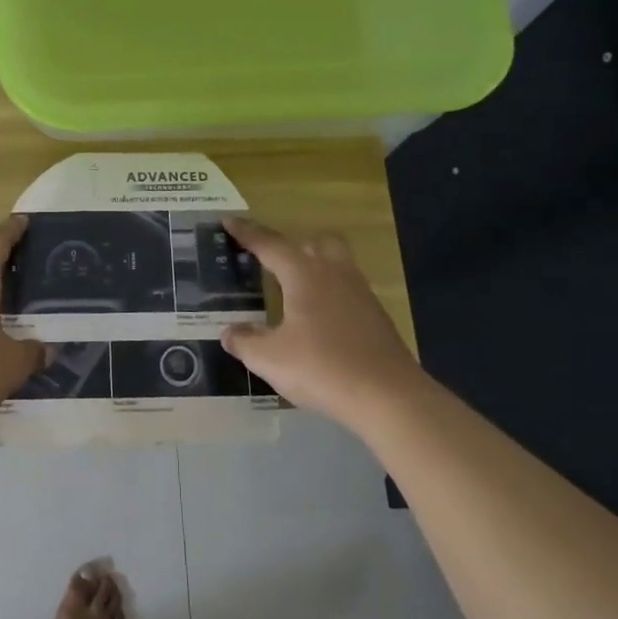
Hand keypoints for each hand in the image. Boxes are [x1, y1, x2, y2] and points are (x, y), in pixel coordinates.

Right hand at [220, 219, 420, 424]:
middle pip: (315, 243)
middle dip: (292, 246)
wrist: (389, 397)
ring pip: (336, 265)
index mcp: (305, 275)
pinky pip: (346, 293)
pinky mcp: (376, 319)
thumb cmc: (321, 368)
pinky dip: (328, 297)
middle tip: (271, 261)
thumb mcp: (269, 358)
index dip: (247, 233)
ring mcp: (361, 296)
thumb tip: (230, 332)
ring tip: (292, 292)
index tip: (228, 220)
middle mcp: (335, 275)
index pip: (270, 245)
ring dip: (313, 270)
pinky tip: (317, 323)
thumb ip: (245, 341)